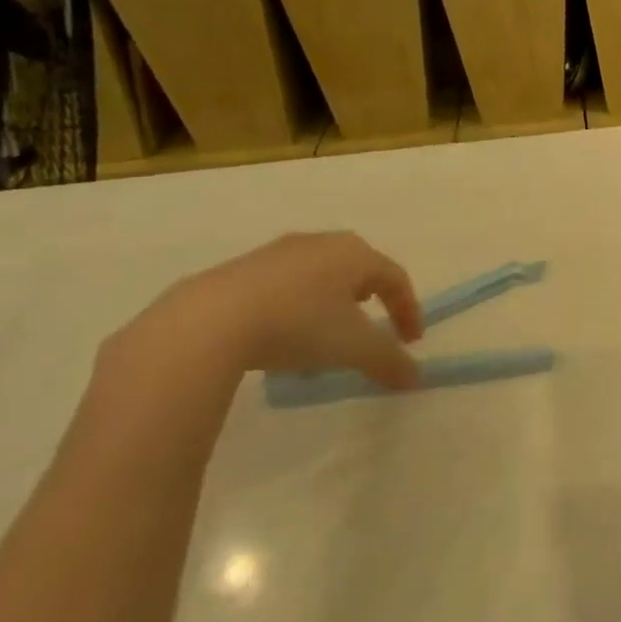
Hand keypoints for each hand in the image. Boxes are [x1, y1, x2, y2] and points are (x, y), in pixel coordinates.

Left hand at [97, 233, 422, 409]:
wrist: (205, 323)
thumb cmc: (297, 325)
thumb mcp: (353, 348)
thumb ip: (389, 361)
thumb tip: (414, 377)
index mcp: (354, 253)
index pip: (395, 277)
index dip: (408, 310)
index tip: (411, 341)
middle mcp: (319, 243)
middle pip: (357, 269)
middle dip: (370, 298)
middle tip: (372, 324)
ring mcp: (276, 253)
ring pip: (318, 277)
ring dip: (330, 304)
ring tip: (324, 336)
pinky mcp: (239, 270)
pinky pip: (283, 286)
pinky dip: (295, 308)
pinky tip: (281, 336)